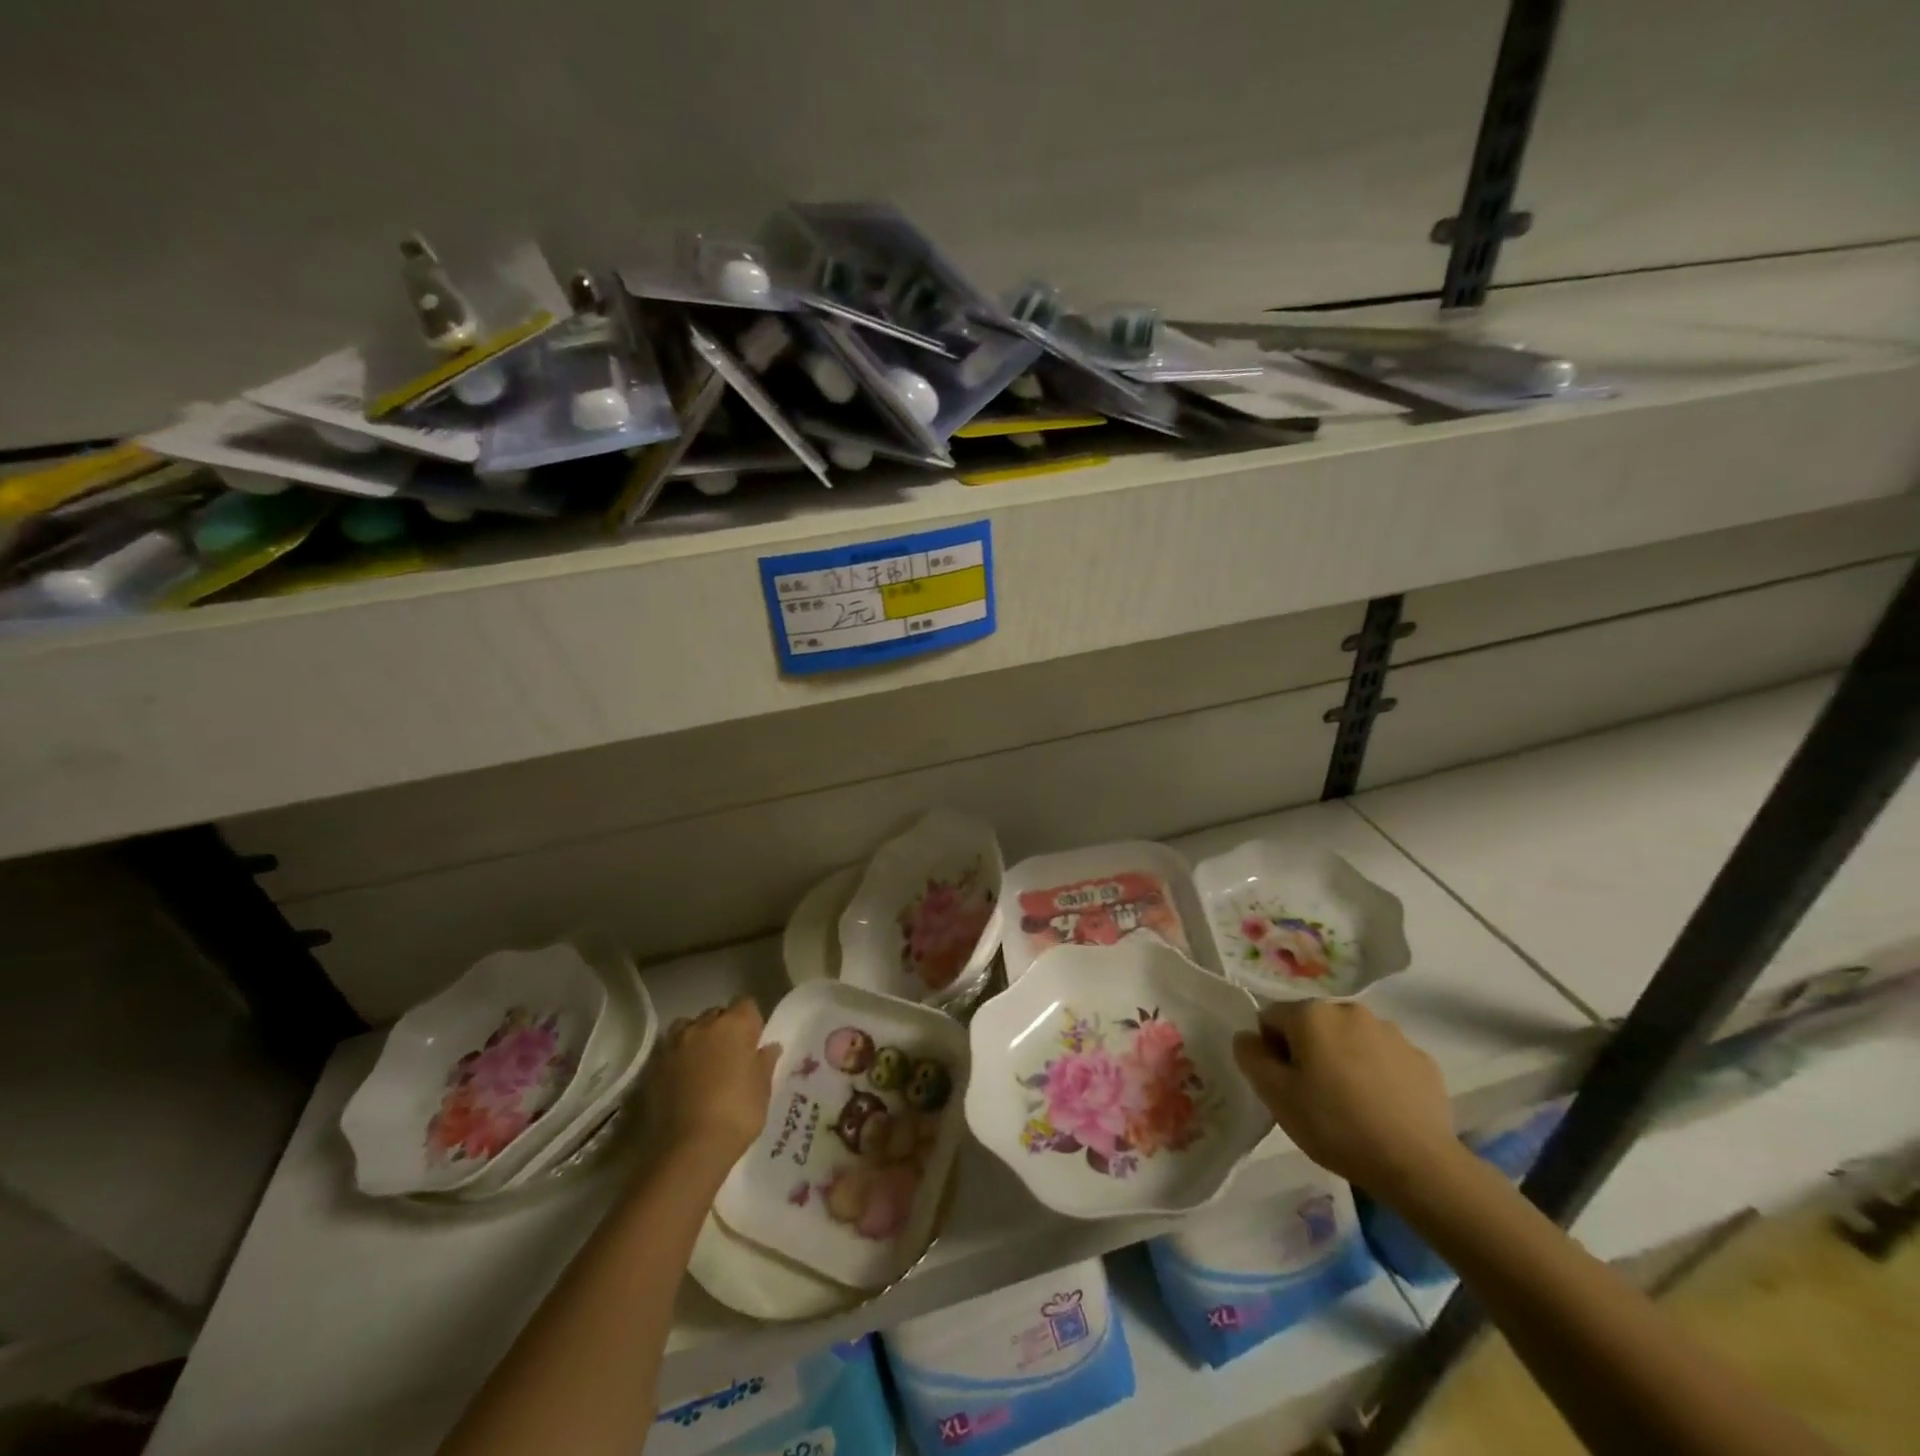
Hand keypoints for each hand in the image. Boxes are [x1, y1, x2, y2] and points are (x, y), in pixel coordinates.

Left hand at [655, 997, 780, 1161]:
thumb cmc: (737, 1113)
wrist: (689, 1148)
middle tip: (730, 1056)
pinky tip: (682, 1080)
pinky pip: (670, 1051)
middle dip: (724, 1028)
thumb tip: (770, 1047)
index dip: (751, 1022)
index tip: (753, 1043)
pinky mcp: (654, 1066)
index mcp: (735, 1025)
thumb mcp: (762, 1089)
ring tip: (702, 1064)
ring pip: (689, 1028)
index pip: (746, 1004)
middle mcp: (703, 1025)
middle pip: (717, 1014)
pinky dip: (677, 1058)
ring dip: (697, 1039)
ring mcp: (675, 1044)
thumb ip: (765, 1062)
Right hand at [1232, 1001, 1461, 1196]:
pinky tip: (1381, 1108)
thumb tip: (1248, 1037)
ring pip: (1350, 1039)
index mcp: (1311, 1013)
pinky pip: (1385, 1058)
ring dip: (1343, 1060)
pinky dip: (1377, 1074)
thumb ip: (1251, 1056)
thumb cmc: (1335, 1125)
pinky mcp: (1422, 1059)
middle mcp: (1350, 1010)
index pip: (1271, 1018)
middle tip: (1314, 1096)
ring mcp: (1391, 1032)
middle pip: (1312, 1026)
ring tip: (1351, 1104)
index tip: (1284, 1085)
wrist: (1418, 1165)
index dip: (1271, 1051)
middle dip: (1308, 1052)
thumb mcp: (1275, 1095)